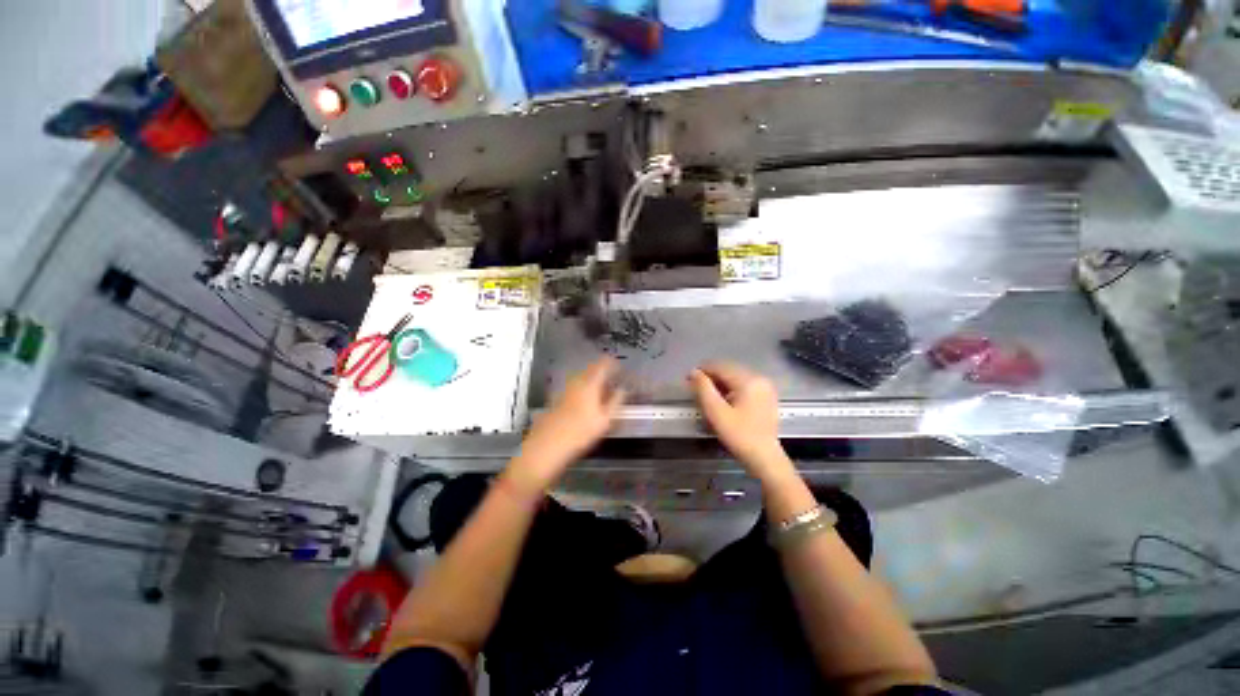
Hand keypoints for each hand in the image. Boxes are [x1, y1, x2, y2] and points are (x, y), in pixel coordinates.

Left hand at [509, 358, 625, 490]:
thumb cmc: (581, 432)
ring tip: (602, 394)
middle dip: (603, 374)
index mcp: (590, 382)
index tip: (620, 369)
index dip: (612, 363)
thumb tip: (623, 389)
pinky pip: (575, 387)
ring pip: (582, 379)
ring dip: (593, 382)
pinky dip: (583, 390)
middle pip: (591, 370)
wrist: (548, 445)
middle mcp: (576, 381)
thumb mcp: (605, 419)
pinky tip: (586, 404)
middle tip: (613, 383)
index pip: (603, 364)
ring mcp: (565, 389)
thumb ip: (616, 401)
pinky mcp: (557, 398)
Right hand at [690, 362, 794, 482]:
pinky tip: (723, 400)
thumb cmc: (739, 435)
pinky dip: (731, 389)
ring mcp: (765, 387)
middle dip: (711, 377)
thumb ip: (703, 389)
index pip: (720, 366)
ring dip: (720, 383)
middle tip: (696, 389)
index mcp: (748, 380)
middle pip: (728, 370)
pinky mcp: (766, 395)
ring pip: (735, 377)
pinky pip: (744, 384)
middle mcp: (759, 378)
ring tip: (708, 396)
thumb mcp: (716, 412)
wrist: (764, 458)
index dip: (702, 371)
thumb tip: (693, 372)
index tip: (688, 380)